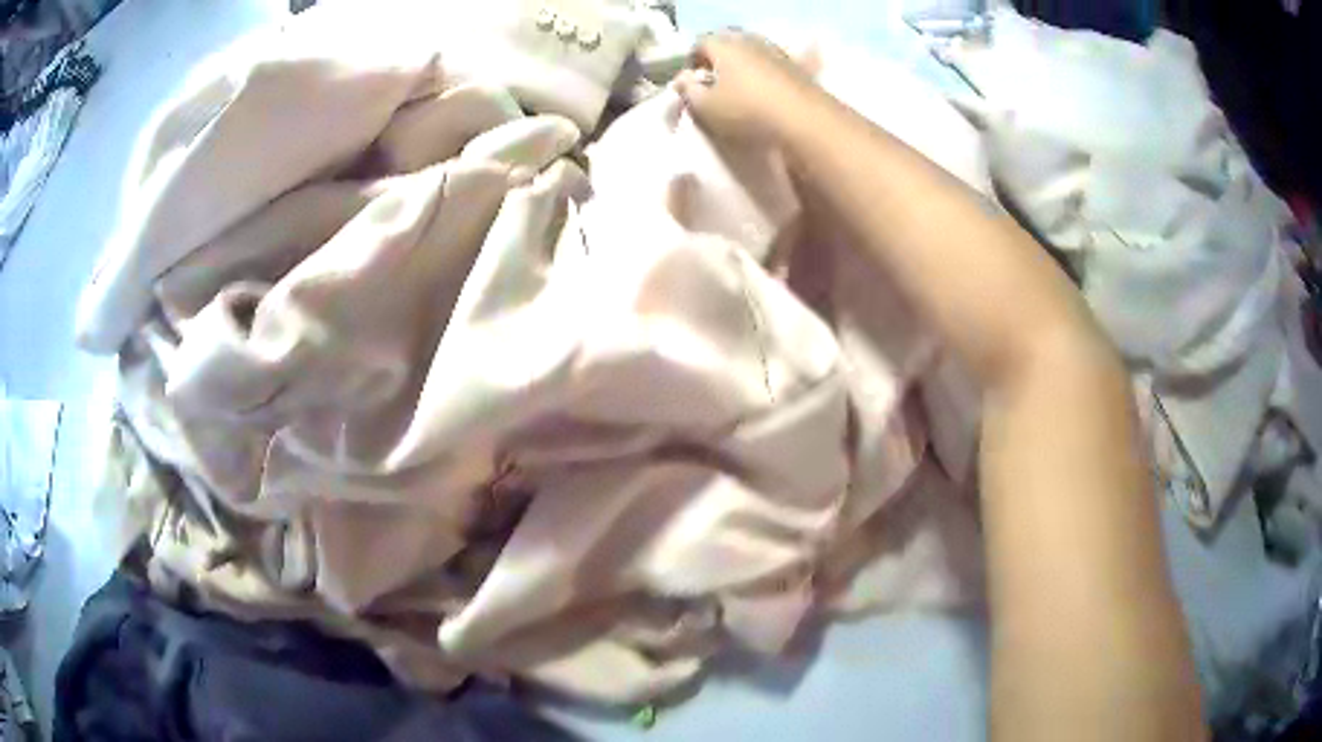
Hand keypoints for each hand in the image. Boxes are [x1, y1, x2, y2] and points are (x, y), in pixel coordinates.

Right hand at [674, 32, 819, 144]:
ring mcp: (777, 52)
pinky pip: (773, 65)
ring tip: (740, 90)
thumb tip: (682, 79)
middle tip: (714, 82)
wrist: (806, 121)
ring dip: (744, 66)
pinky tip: (765, 93)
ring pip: (753, 52)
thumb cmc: (747, 112)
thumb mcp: (706, 108)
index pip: (700, 43)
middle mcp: (751, 41)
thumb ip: (688, 91)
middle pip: (728, 43)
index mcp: (724, 45)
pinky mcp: (798, 68)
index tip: (692, 81)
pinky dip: (765, 75)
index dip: (692, 61)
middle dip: (718, 59)